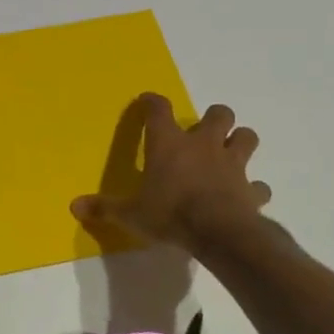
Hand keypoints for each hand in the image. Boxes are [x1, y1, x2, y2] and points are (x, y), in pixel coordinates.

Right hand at [71, 94, 272, 250]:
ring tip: (229, 154)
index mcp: (169, 143)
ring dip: (240, 142)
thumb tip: (74, 207)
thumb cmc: (170, 213)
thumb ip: (105, 208)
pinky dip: (254, 188)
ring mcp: (232, 164)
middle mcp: (203, 145)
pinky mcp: (251, 189)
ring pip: (247, 137)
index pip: (159, 109)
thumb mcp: (130, 214)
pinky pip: (258, 185)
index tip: (148, 102)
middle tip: (204, 133)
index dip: (152, 102)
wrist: (218, 232)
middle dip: (214, 119)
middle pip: (219, 114)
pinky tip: (246, 196)